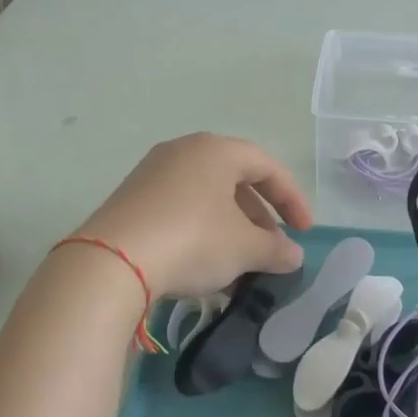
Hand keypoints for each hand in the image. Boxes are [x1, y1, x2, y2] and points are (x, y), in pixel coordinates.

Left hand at [72, 133, 311, 297]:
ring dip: (231, 229)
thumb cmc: (192, 240)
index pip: (267, 167)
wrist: (112, 263)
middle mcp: (182, 151)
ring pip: (207, 197)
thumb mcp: (244, 248)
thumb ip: (276, 249)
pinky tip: (205, 266)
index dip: (292, 199)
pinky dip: (202, 232)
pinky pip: (180, 209)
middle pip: (235, 180)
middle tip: (271, 248)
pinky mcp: (131, 200)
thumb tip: (294, 255)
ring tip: (241, 263)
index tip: (305, 231)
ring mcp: (152, 173)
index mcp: (215, 150)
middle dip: (259, 217)